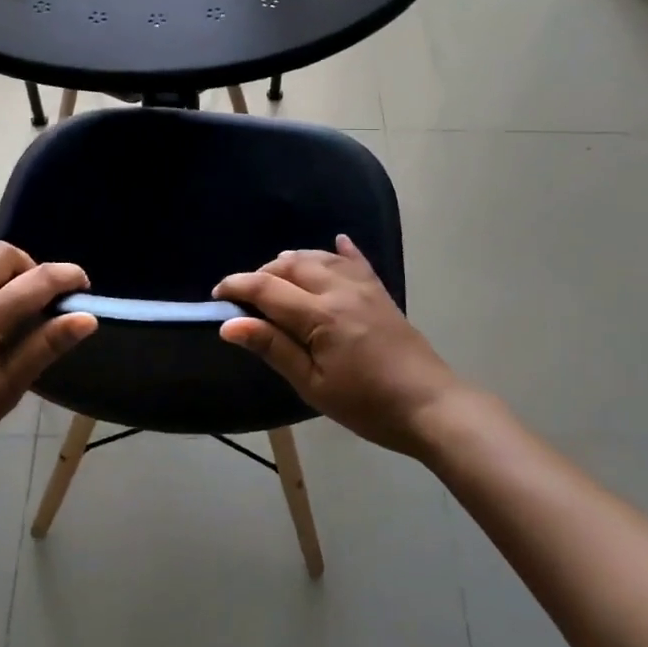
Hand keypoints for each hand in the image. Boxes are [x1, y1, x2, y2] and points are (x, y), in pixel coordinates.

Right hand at [214, 236, 459, 458]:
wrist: (430, 405)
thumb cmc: (366, 404)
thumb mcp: (313, 384)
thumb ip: (273, 348)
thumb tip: (230, 324)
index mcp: (319, 315)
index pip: (267, 287)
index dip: (237, 286)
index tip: (217, 295)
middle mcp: (339, 289)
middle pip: (291, 264)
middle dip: (263, 273)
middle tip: (247, 297)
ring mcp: (363, 287)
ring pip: (319, 257)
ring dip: (293, 261)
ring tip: (277, 278)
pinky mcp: (380, 292)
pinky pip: (356, 261)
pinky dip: (341, 251)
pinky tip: (336, 241)